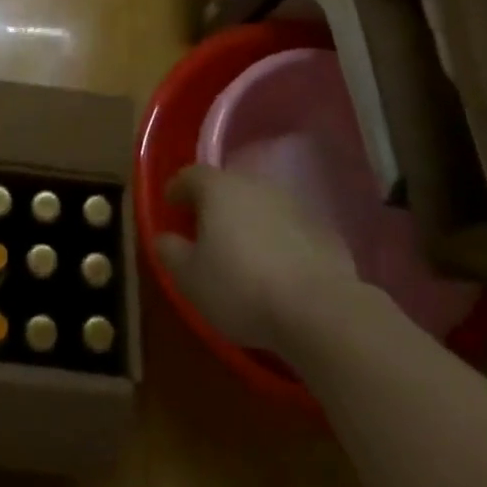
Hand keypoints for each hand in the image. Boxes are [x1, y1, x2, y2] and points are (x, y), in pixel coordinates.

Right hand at [154, 165, 362, 352]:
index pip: (190, 175)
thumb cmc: (240, 287)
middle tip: (204, 230)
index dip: (177, 189)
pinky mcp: (322, 229)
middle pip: (227, 187)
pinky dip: (277, 240)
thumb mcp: (189, 278)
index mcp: (218, 188)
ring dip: (248, 222)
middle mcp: (254, 185)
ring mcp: (292, 204)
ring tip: (242, 252)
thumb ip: (170, 252)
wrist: (319, 310)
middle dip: (214, 204)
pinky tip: (277, 269)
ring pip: (260, 206)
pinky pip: (288, 228)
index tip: (171, 205)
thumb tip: (165, 238)